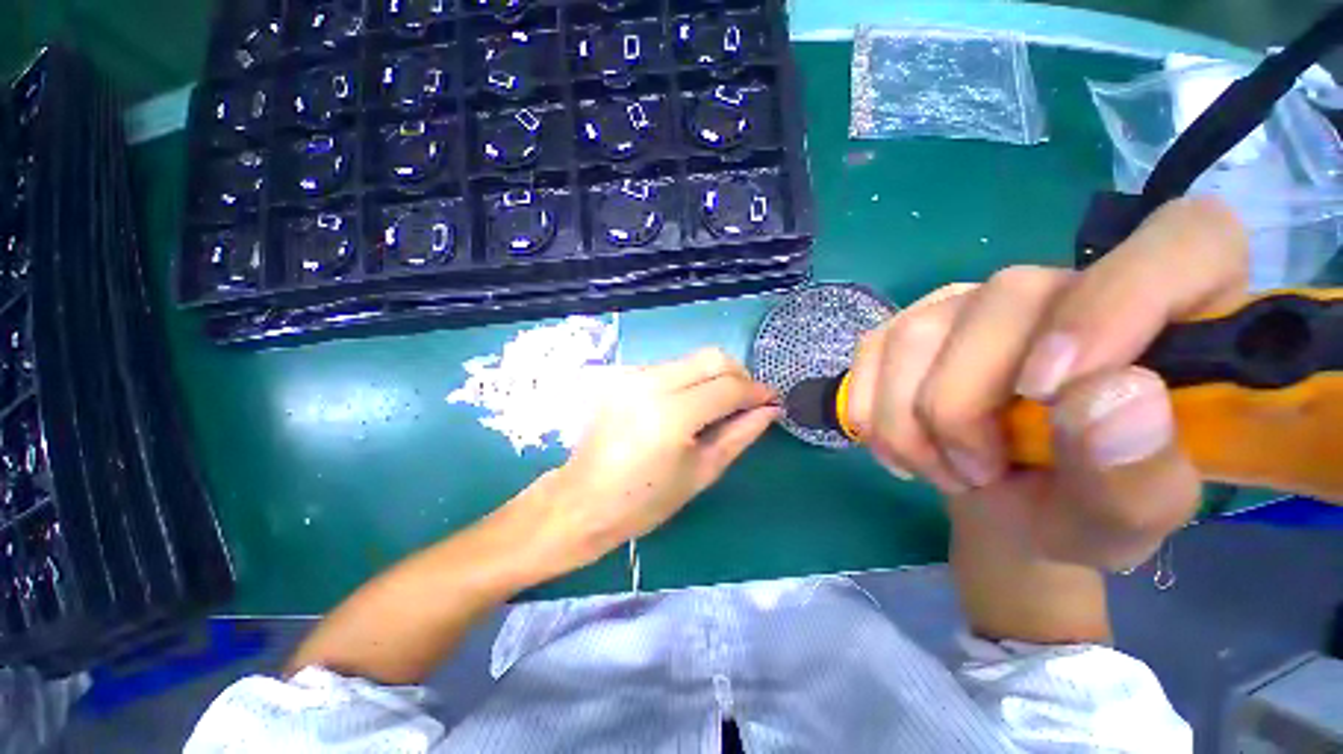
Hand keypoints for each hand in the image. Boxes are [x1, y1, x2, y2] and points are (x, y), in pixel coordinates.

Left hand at [524, 348, 779, 571]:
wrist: (583, 500)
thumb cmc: (645, 501)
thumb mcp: (701, 472)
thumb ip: (740, 434)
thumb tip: (769, 409)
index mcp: (672, 414)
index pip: (728, 386)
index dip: (756, 391)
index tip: (772, 401)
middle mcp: (651, 383)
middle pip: (712, 357)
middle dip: (739, 375)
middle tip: (747, 402)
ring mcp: (632, 375)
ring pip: (691, 359)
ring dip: (713, 376)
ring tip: (717, 407)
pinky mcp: (622, 376)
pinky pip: (669, 367)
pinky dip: (688, 380)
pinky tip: (686, 406)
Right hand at [847, 197, 1248, 571]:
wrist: (1007, 507)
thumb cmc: (1083, 512)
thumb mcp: (1128, 520)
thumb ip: (1139, 473)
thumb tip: (1112, 399)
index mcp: (1177, 317)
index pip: (1184, 241)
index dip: (1114, 304)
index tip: (1049, 392)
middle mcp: (1067, 287)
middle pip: (1003, 300)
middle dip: (964, 405)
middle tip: (975, 472)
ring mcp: (975, 303)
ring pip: (917, 331)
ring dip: (909, 420)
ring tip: (941, 468)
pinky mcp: (913, 324)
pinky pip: (872, 350)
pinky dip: (873, 410)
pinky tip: (898, 446)